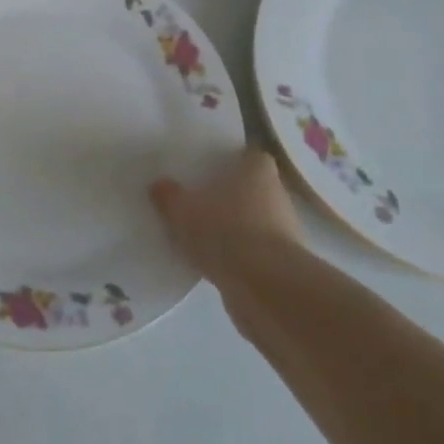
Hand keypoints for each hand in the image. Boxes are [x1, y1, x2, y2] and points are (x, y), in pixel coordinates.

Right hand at [150, 149, 304, 282]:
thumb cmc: (225, 230)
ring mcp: (284, 231)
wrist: (265, 287)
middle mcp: (277, 194)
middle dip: (226, 197)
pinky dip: (237, 256)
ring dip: (231, 229)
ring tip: (200, 237)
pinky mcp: (282, 264)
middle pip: (248, 189)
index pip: (245, 156)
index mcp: (258, 168)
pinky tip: (212, 264)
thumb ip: (168, 195)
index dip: (227, 162)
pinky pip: (253, 252)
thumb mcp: (182, 209)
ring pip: (251, 222)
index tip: (205, 171)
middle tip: (195, 203)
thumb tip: (159, 185)